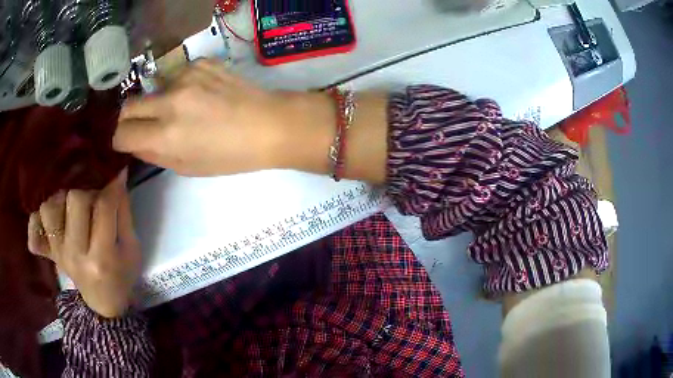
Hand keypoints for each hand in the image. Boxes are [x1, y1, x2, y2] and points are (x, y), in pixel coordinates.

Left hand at [27, 170, 140, 318]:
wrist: (104, 302)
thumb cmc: (121, 275)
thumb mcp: (131, 249)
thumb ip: (123, 214)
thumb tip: (117, 177)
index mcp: (102, 258)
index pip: (103, 207)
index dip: (112, 187)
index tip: (116, 175)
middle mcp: (75, 255)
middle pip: (74, 200)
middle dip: (88, 193)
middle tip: (94, 201)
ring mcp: (58, 254)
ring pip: (50, 207)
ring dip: (62, 201)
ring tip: (72, 209)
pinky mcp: (49, 252)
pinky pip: (34, 229)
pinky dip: (37, 220)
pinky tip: (50, 219)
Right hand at [114, 59, 321, 175]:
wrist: (269, 124)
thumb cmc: (231, 155)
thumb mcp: (188, 167)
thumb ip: (155, 154)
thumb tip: (134, 143)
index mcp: (167, 135)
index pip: (122, 133)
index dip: (120, 140)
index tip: (127, 141)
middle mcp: (170, 101)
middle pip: (128, 106)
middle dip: (130, 119)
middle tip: (144, 125)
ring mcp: (187, 76)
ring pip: (153, 88)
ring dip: (158, 100)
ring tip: (182, 109)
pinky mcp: (202, 62)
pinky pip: (178, 74)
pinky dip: (181, 86)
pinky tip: (201, 94)